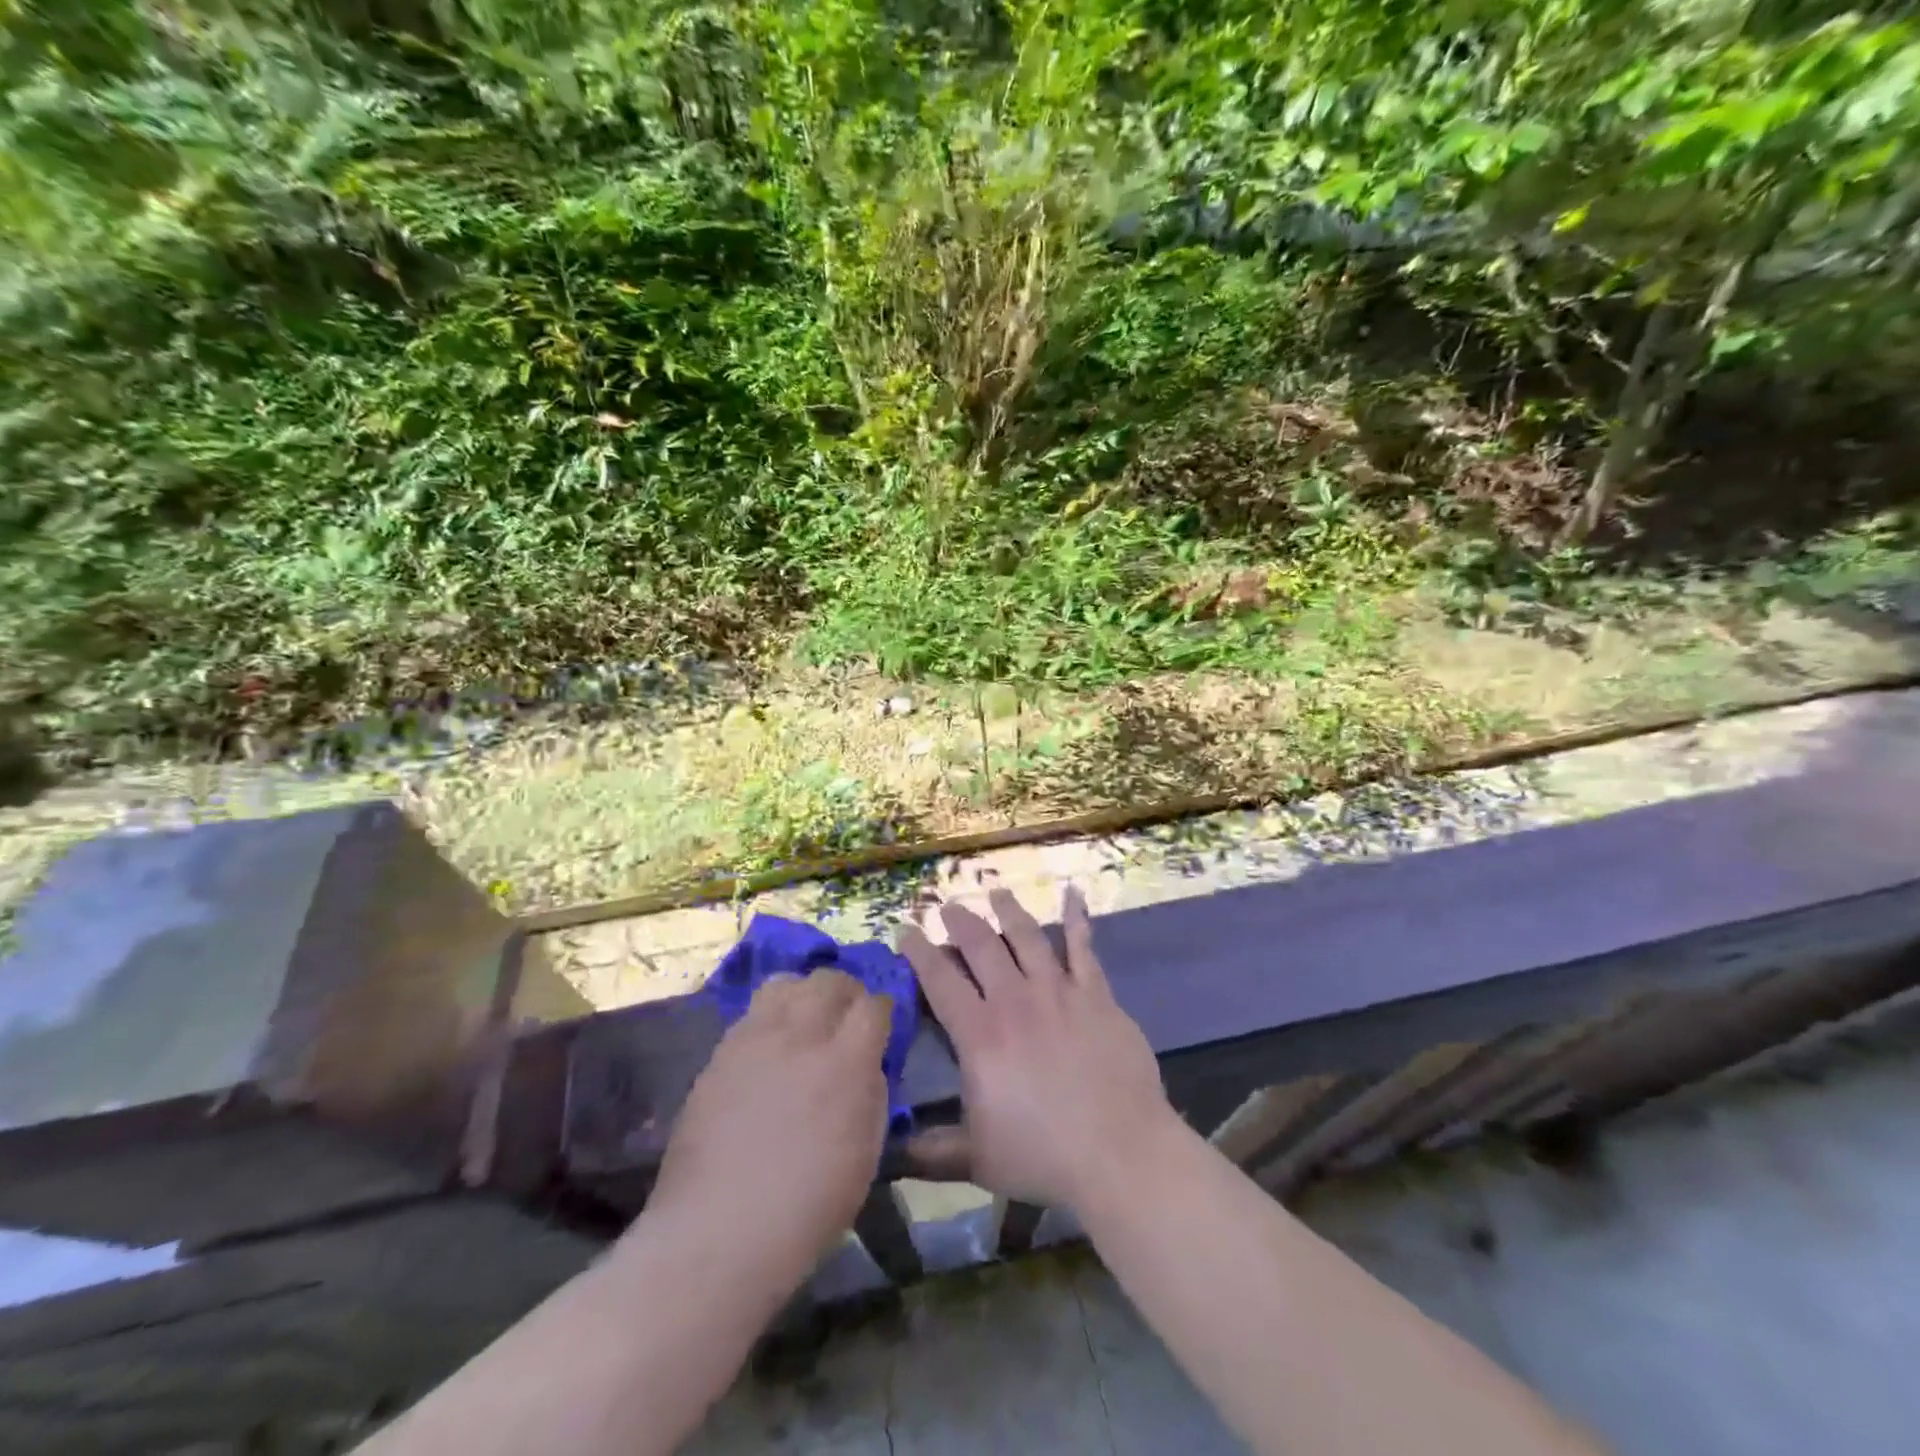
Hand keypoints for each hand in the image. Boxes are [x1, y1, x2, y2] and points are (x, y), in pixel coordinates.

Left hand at [644, 971, 890, 1289]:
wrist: (718, 1232)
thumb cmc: (807, 1208)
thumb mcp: (866, 1154)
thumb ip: (872, 1093)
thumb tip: (868, 1064)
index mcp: (847, 1062)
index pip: (874, 1004)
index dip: (881, 1010)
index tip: (880, 1026)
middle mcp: (802, 1035)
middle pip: (829, 980)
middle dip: (845, 992)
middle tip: (845, 1016)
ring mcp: (756, 1039)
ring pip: (785, 983)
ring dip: (803, 994)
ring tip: (804, 1019)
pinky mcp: (721, 1052)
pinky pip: (752, 1013)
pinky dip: (769, 1017)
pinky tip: (769, 1046)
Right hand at [898, 886, 1176, 1211]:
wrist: (1120, 1152)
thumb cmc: (1043, 1156)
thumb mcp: (975, 1160)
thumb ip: (929, 1152)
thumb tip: (887, 1152)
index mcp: (980, 1034)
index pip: (940, 980)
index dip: (919, 952)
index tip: (906, 930)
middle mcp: (1015, 1000)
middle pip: (981, 946)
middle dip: (960, 921)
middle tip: (948, 907)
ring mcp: (1058, 992)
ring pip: (1027, 937)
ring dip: (1008, 911)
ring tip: (996, 893)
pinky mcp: (1096, 995)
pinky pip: (1084, 948)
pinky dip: (1078, 918)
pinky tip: (1074, 893)